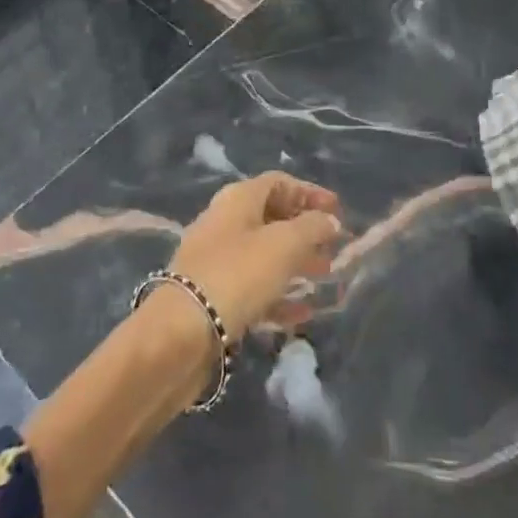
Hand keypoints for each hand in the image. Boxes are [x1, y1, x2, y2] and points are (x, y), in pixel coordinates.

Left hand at [167, 171, 343, 341]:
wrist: (180, 334)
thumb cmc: (237, 275)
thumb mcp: (284, 245)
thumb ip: (313, 228)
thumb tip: (330, 220)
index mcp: (238, 199)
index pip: (279, 182)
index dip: (310, 193)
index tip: (338, 211)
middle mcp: (224, 223)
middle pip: (271, 217)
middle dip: (305, 231)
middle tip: (333, 248)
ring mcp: (216, 261)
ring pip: (264, 255)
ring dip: (296, 263)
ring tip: (325, 277)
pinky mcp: (213, 298)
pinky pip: (253, 288)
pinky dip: (279, 295)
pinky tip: (303, 313)